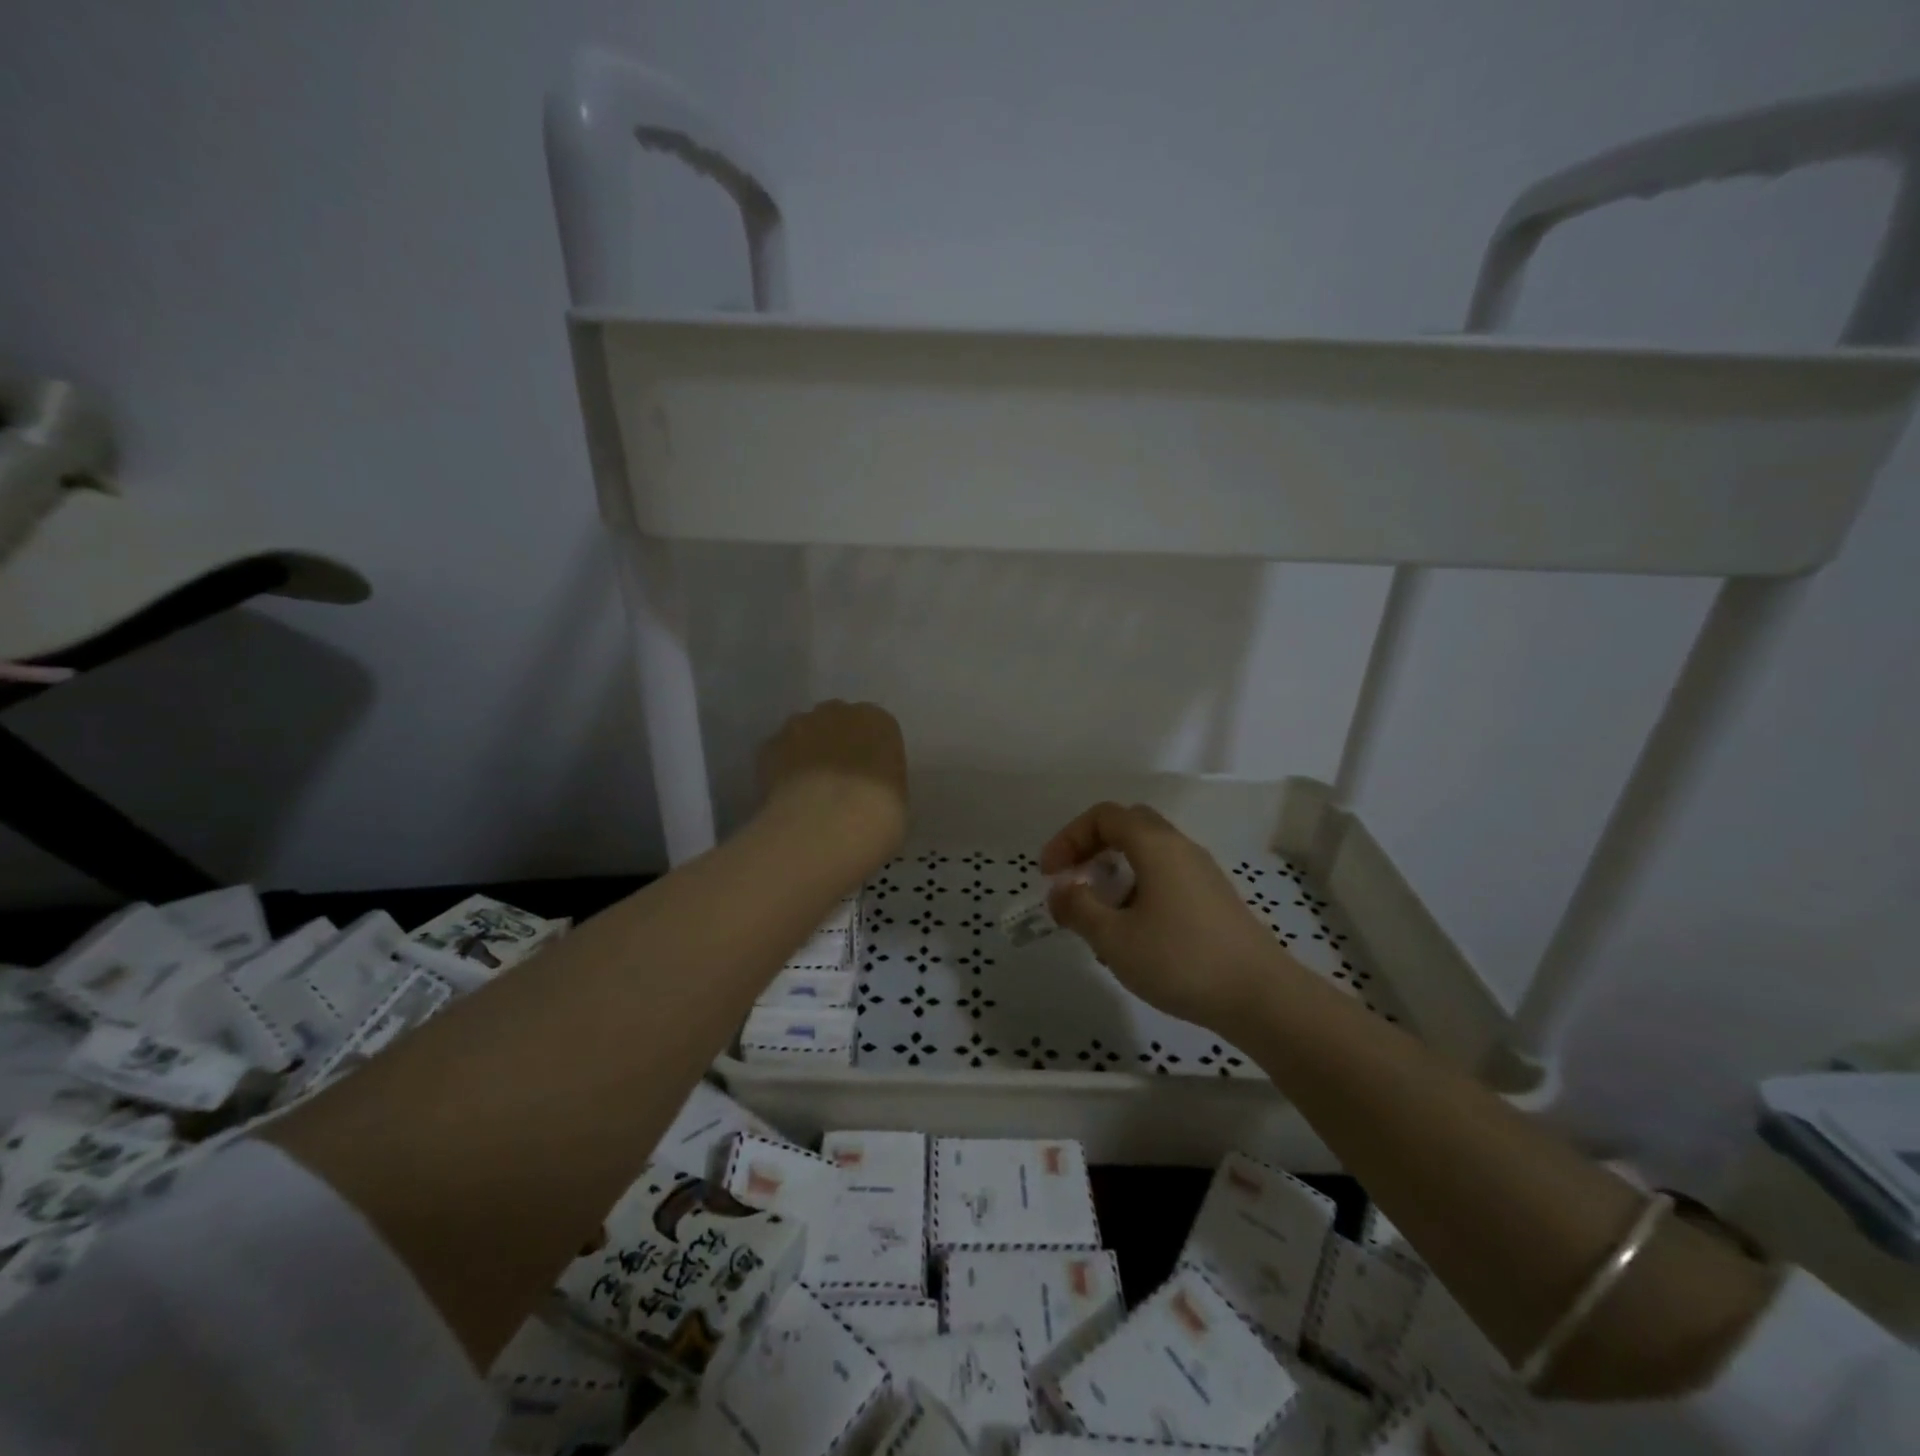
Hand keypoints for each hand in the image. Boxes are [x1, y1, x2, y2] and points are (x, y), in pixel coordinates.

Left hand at [759, 700, 907, 870]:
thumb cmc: (878, 814)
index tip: (868, 778)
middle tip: (838, 782)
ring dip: (805, 754)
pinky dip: (780, 771)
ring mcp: (799, 725)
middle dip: (836, 745)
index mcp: (879, 721)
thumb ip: (882, 782)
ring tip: (808, 792)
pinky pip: (777, 755)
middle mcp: (838, 712)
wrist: (827, 826)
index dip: (870, 754)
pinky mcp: (768, 746)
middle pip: (836, 722)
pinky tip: (786, 798)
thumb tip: (868, 791)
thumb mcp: (897, 799)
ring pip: (803, 734)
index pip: (876, 729)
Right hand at [1042, 802, 1296, 1030]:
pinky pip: (1166, 877)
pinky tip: (1133, 933)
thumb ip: (1078, 909)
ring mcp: (1202, 873)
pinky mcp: (1214, 899)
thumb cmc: (1180, 960)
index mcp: (1155, 845)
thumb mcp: (1114, 938)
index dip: (1069, 837)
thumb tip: (1060, 891)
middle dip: (1092, 847)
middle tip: (1073, 880)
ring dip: (1115, 871)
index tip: (1050, 874)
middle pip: (1128, 826)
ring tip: (1098, 916)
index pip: (1104, 816)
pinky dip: (1138, 889)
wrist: (1261, 997)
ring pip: (1148, 853)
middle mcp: (1180, 848)